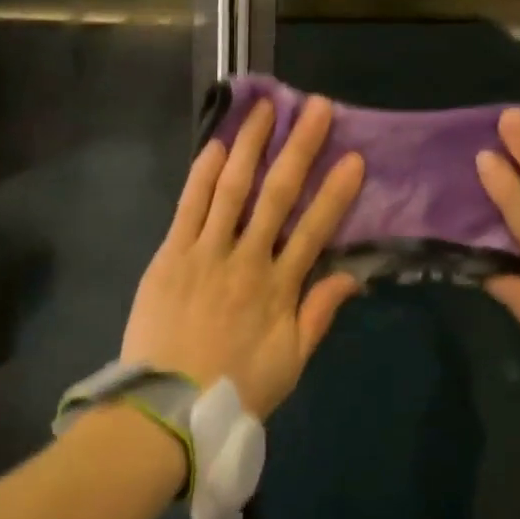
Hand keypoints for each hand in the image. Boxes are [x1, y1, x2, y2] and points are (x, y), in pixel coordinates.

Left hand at [122, 96, 364, 419]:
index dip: (336, 193)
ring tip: (264, 109)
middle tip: (318, 108)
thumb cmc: (234, 389)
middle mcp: (246, 260)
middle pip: (277, 195)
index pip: (315, 230)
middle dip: (300, 148)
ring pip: (232, 189)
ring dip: (250, 145)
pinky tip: (217, 144)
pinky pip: (189, 206)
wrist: (165, 410)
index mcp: (279, 288)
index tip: (354, 157)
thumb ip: (319, 315)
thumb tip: (353, 276)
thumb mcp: (291, 363)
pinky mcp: (170, 254)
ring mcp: (205, 253)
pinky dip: (203, 174)